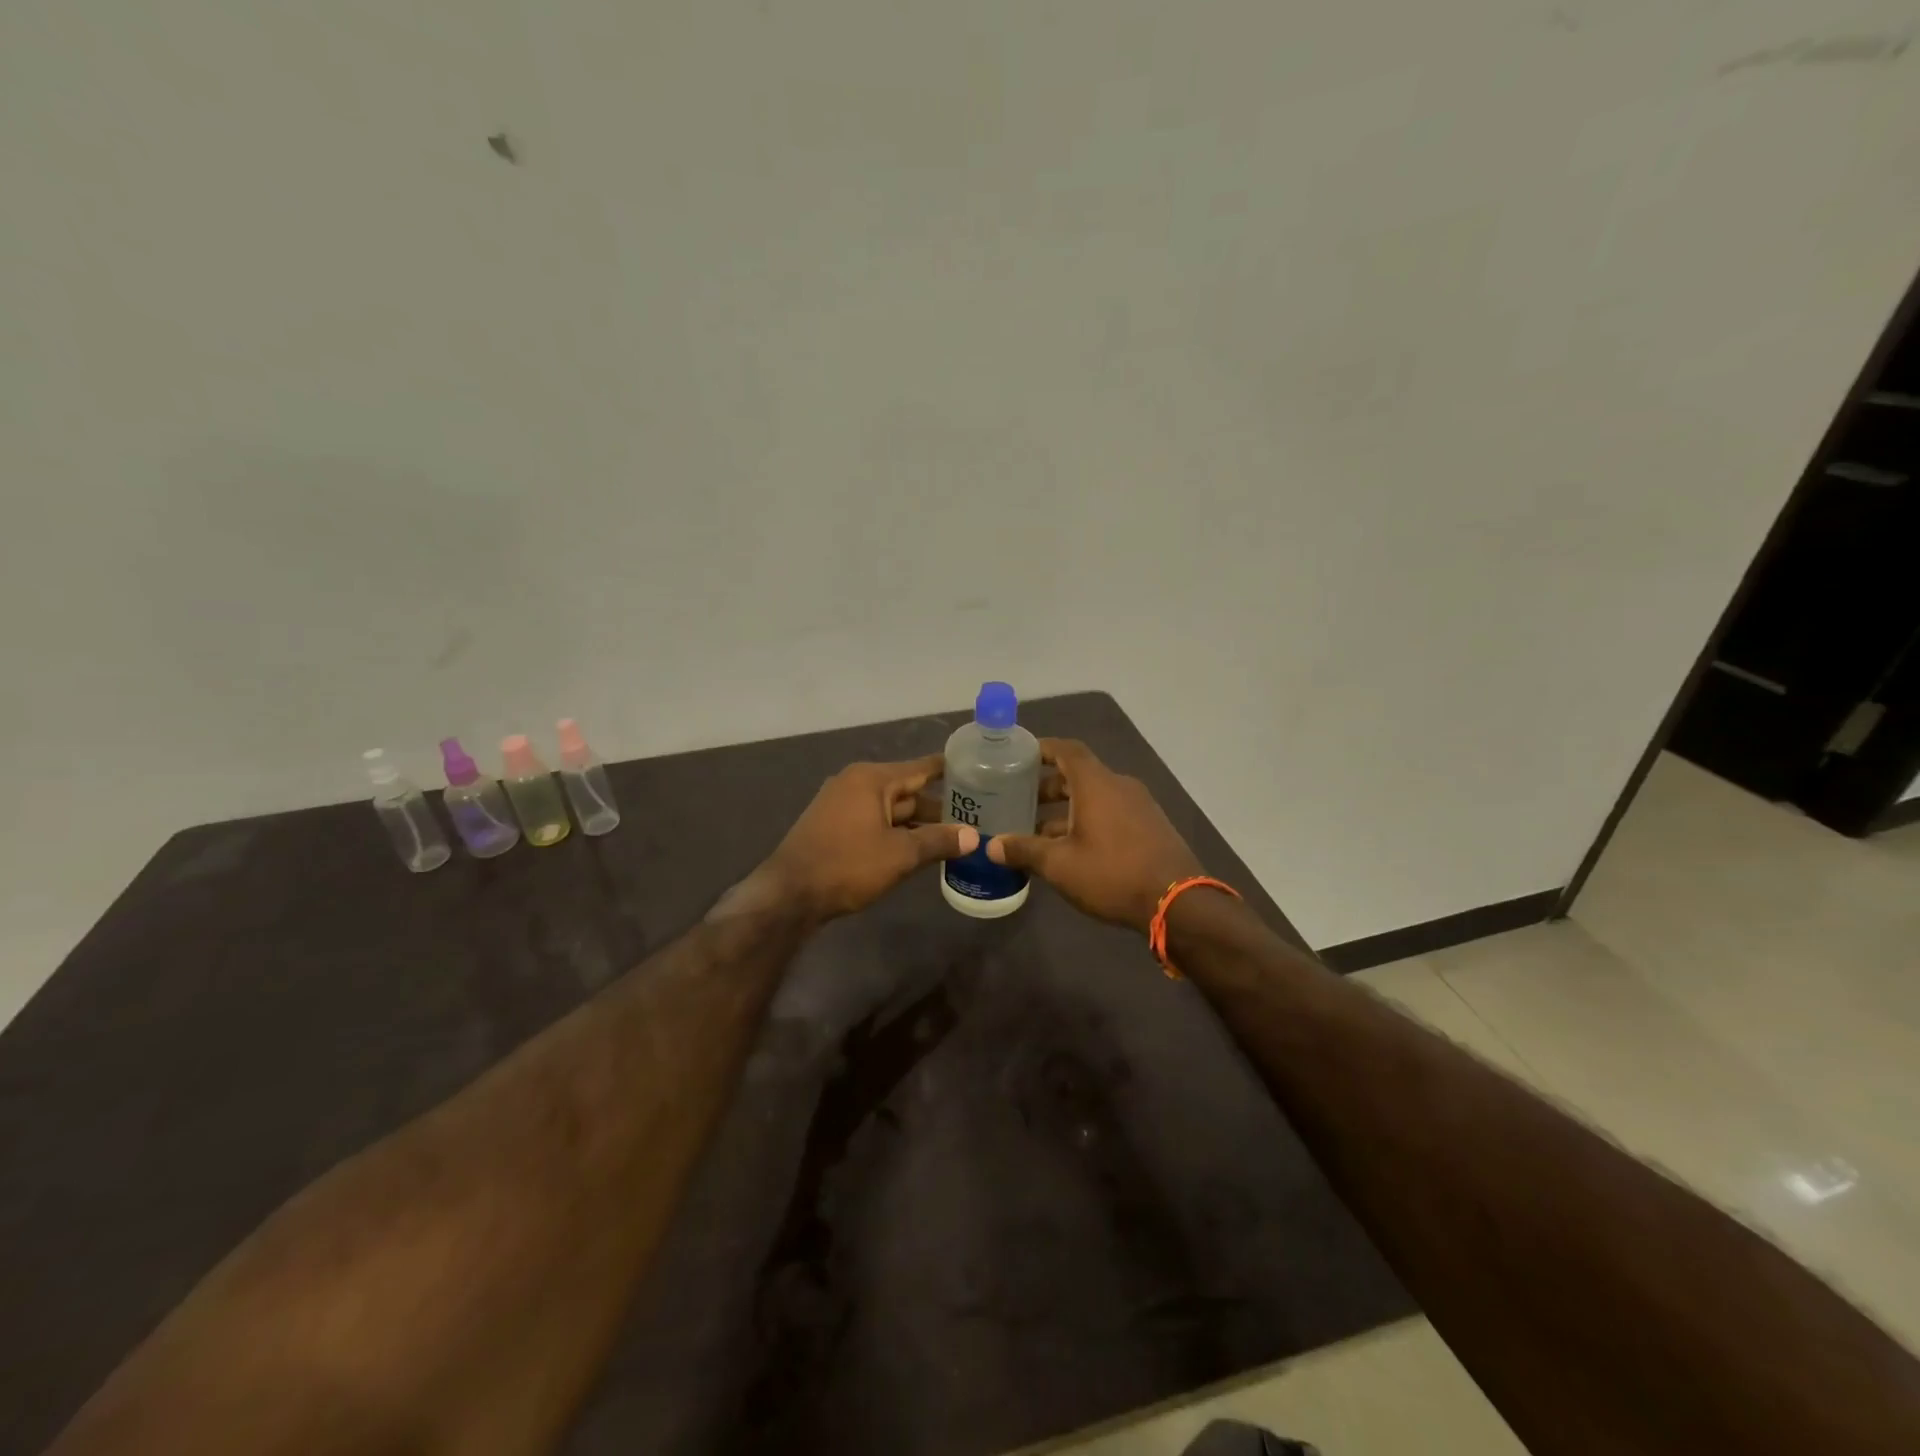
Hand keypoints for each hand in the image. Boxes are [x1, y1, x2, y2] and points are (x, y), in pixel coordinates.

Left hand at [760, 755, 977, 922]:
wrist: (789, 895)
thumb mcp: (900, 854)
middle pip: (907, 791)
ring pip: (892, 810)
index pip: (921, 768)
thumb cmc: (847, 865)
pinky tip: (921, 848)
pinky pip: (876, 823)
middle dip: (939, 805)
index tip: (978, 769)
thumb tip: (974, 836)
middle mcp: (856, 784)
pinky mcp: (835, 827)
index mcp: (872, 779)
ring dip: (919, 823)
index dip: (950, 770)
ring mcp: (842, 806)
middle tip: (977, 815)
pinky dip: (898, 832)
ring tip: (956, 836)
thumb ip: (938, 841)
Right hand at [986, 739, 1203, 931]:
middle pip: (1079, 774)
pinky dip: (1088, 819)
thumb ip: (1024, 850)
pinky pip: (1112, 812)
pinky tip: (1073, 849)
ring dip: (1067, 808)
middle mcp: (1119, 786)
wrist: (1177, 902)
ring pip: (1096, 796)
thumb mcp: (1060, 865)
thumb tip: (992, 846)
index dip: (1042, 748)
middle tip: (1021, 800)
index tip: (1019, 756)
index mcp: (1096, 784)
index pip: (1067, 749)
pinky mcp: (1151, 827)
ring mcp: (1139, 806)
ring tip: (1040, 832)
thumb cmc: (1112, 874)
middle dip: (1049, 785)